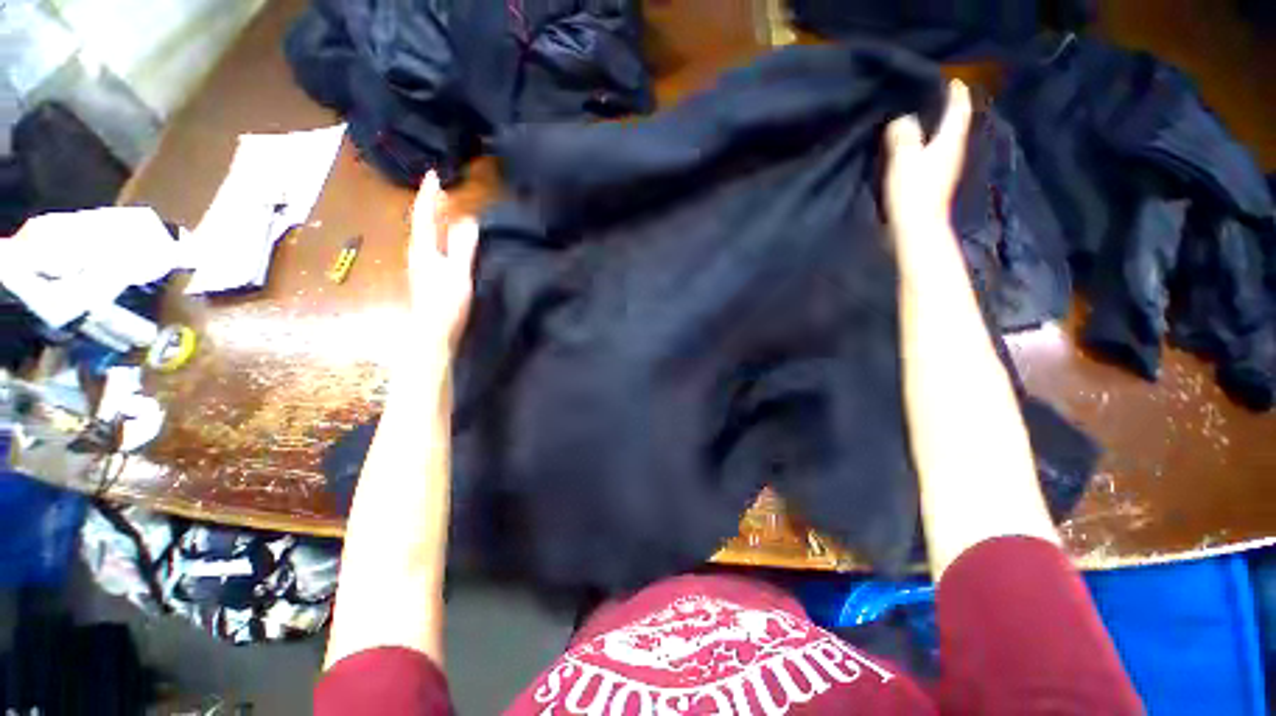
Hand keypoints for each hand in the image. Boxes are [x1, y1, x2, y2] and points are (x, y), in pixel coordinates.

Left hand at [408, 171, 479, 350]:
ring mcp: (420, 265)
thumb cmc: (447, 305)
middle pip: (420, 222)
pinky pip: (429, 245)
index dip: (428, 195)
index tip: (433, 175)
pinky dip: (435, 233)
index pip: (423, 215)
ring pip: (424, 234)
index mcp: (423, 249)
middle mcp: (417, 253)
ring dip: (431, 218)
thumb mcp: (459, 275)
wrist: (434, 334)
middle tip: (441, 188)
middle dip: (428, 203)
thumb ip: (463, 247)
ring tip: (443, 207)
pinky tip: (444, 237)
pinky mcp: (426, 275)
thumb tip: (468, 219)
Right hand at [883, 80, 971, 236]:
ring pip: (945, 139)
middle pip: (955, 123)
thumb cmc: (913, 191)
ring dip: (938, 127)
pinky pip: (935, 154)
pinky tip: (918, 148)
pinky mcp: (936, 182)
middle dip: (948, 108)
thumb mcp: (904, 158)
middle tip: (935, 95)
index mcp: (950, 140)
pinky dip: (929, 145)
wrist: (917, 228)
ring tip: (925, 119)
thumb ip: (903, 135)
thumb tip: (903, 118)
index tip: (951, 79)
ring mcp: (946, 168)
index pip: (958, 108)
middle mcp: (954, 151)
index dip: (956, 92)